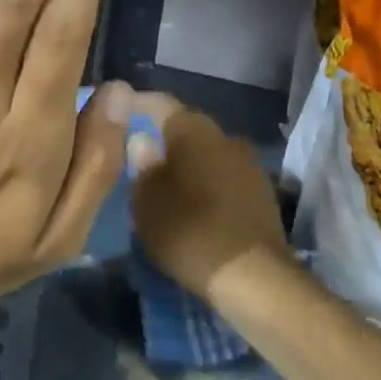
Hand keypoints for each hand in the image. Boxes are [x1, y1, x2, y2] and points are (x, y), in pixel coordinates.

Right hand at [128, 95, 292, 305]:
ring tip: (164, 184)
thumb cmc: (188, 230)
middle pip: (187, 128)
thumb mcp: (147, 201)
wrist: (253, 276)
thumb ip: (141, 165)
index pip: (159, 103)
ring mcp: (249, 164)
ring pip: (208, 154)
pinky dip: (206, 184)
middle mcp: (225, 136)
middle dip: (163, 139)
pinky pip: (224, 177)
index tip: (117, 113)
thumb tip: (142, 140)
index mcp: (194, 129)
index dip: (136, 105)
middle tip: (137, 157)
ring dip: (187, 164)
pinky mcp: (263, 192)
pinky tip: (193, 204)